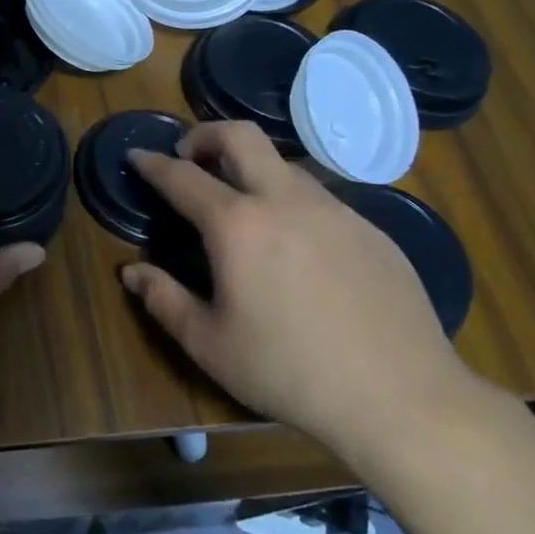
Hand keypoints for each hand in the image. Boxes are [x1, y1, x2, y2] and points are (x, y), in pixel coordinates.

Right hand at [123, 122, 478, 464]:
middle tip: (188, 156)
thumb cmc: (289, 371)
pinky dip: (290, 203)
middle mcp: (285, 202)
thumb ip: (164, 300)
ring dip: (251, 169)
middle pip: (240, 137)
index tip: (137, 155)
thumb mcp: (209, 344)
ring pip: (284, 165)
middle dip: (205, 134)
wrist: (403, 399)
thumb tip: (131, 271)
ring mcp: (336, 211)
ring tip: (240, 206)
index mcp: (237, 226)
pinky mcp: (372, 231)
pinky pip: (320, 200)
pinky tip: (295, 248)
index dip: (153, 163)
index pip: (183, 177)